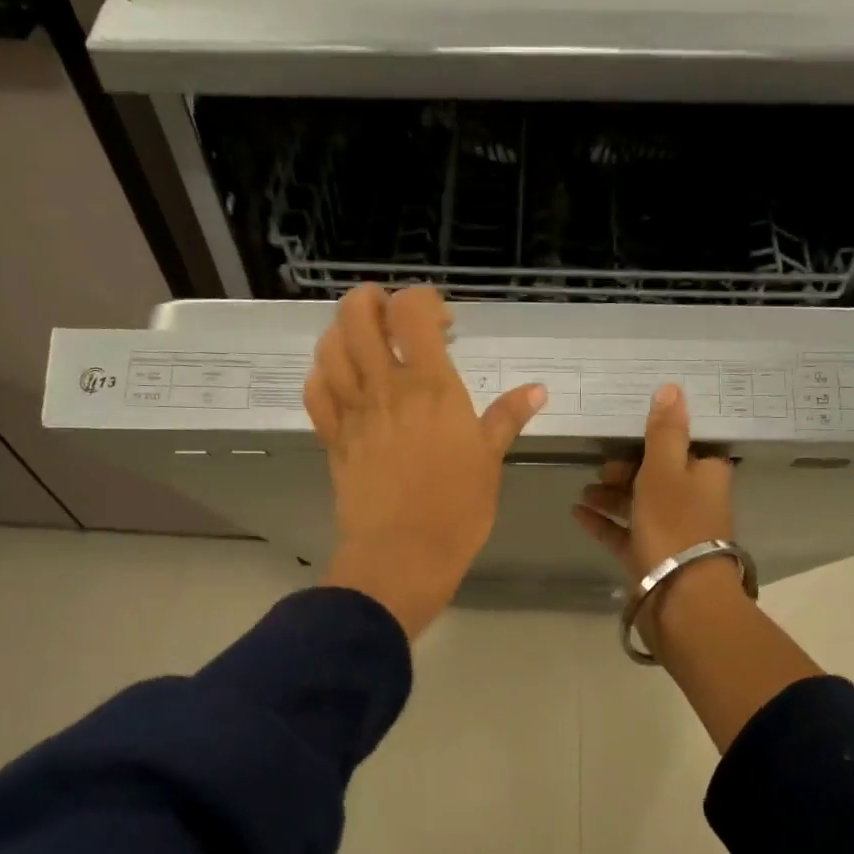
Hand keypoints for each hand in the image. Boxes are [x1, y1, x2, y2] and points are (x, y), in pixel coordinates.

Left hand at [305, 285, 545, 638]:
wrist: (403, 554)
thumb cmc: (457, 509)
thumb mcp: (489, 460)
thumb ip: (508, 418)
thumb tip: (538, 390)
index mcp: (431, 387)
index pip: (412, 311)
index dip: (423, 300)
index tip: (443, 323)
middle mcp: (386, 387)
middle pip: (357, 314)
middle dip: (371, 300)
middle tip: (391, 316)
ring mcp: (353, 411)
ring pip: (330, 347)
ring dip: (344, 331)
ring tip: (365, 342)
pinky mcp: (332, 437)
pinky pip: (315, 391)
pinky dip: (322, 374)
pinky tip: (340, 379)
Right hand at [571, 384, 743, 651]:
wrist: (680, 597)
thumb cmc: (675, 524)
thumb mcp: (665, 470)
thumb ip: (664, 431)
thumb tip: (671, 388)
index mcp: (705, 474)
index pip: (685, 444)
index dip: (658, 434)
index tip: (628, 426)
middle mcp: (691, 499)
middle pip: (656, 473)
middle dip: (626, 466)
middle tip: (599, 464)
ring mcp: (669, 530)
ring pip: (637, 502)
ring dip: (610, 493)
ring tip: (583, 489)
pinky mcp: (649, 555)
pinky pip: (622, 531)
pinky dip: (602, 520)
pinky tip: (577, 512)